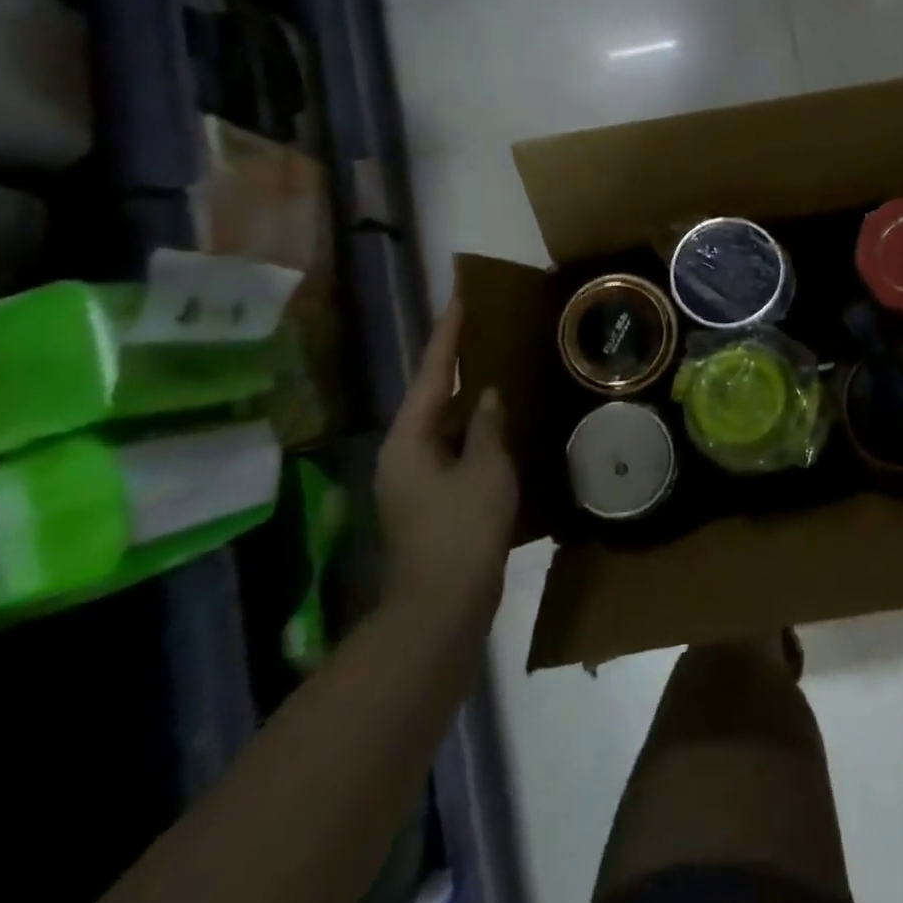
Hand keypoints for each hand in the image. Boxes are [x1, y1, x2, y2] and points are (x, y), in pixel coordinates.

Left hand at [376, 294, 519, 621]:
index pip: (432, 372)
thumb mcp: (486, 470)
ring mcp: (413, 479)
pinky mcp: (430, 499)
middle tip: (484, 329)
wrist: (442, 605)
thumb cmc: (463, 529)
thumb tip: (490, 397)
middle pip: (431, 396)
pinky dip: (473, 432)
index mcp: (409, 439)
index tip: (460, 296)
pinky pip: (453, 449)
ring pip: (443, 425)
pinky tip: (499, 424)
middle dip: (457, 364)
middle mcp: (403, 452)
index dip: (448, 333)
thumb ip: (489, 427)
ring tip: (496, 368)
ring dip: (468, 400)